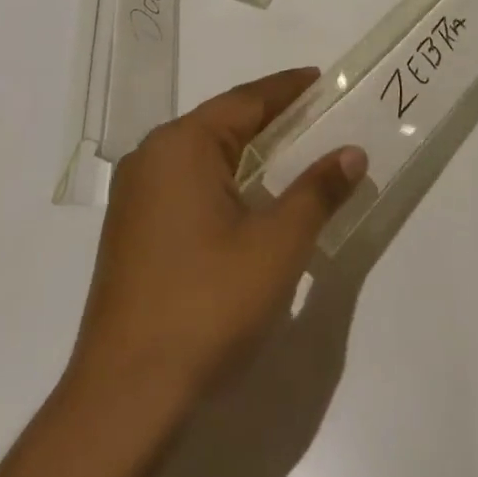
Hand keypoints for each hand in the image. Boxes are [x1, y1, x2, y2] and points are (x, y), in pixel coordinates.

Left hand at [70, 68, 366, 408]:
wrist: (127, 397)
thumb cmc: (208, 304)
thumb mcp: (278, 243)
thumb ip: (317, 190)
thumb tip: (350, 153)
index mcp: (181, 146)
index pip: (246, 100)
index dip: (288, 89)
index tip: (323, 80)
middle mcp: (152, 158)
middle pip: (223, 124)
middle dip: (273, 120)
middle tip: (321, 118)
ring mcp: (137, 198)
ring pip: (206, 156)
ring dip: (251, 153)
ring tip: (297, 154)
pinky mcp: (135, 232)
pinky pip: (190, 186)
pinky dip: (228, 182)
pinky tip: (256, 201)